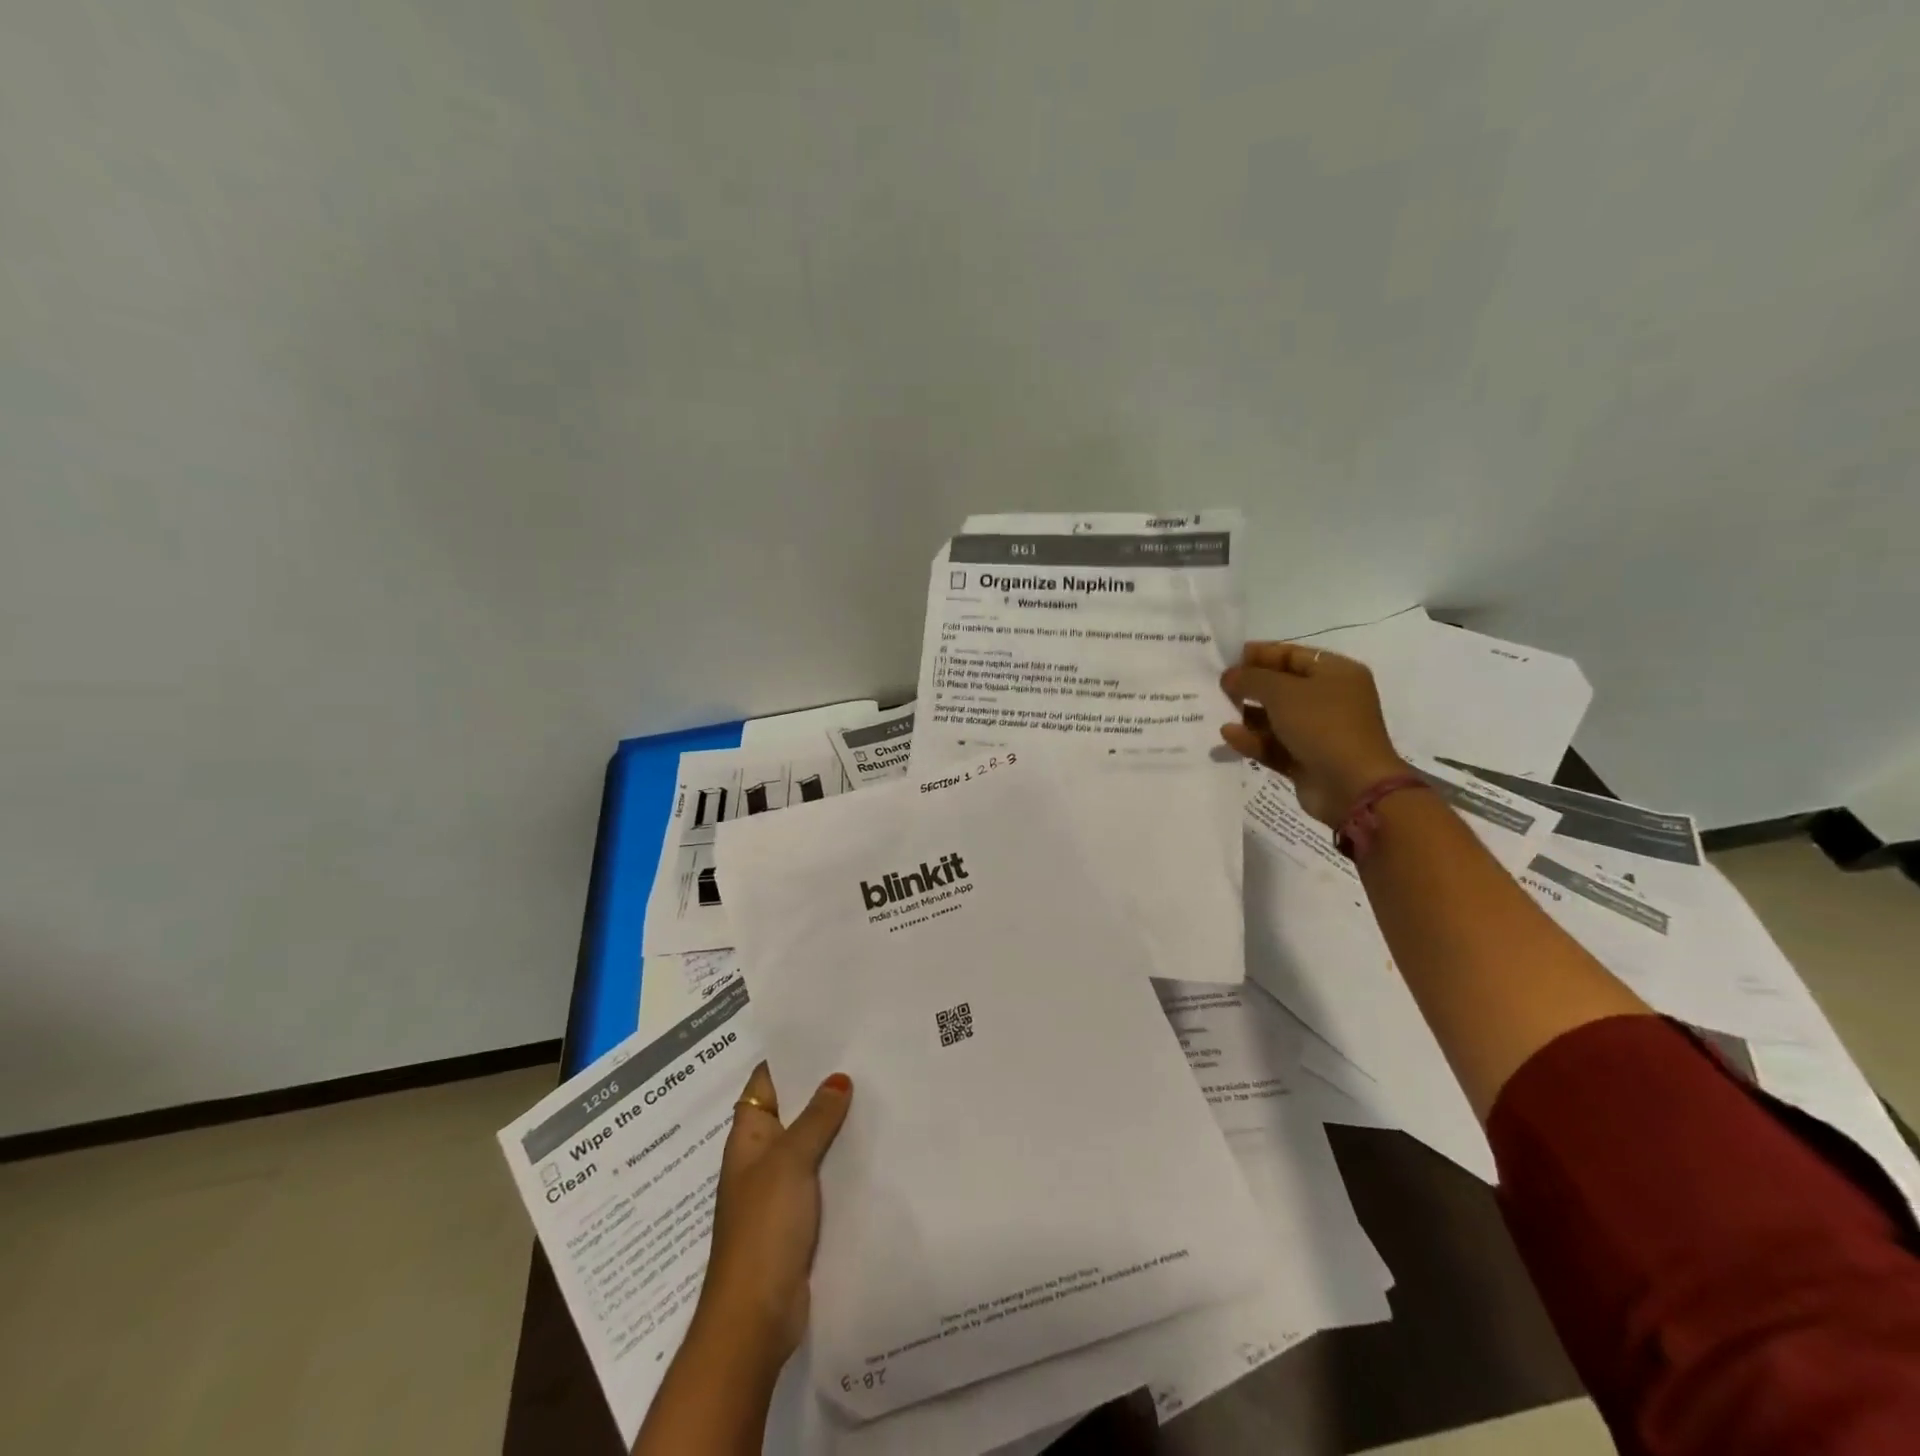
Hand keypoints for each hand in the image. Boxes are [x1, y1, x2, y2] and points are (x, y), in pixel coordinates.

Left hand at [693, 1062, 852, 1364]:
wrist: (756, 1316)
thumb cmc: (764, 1228)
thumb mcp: (790, 1161)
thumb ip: (815, 1118)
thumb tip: (838, 1078)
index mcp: (748, 1136)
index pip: (767, 1082)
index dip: (792, 1056)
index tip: (828, 1032)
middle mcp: (762, 1157)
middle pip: (793, 1110)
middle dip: (822, 1087)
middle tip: (865, 1056)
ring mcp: (780, 1188)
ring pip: (811, 1142)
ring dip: (836, 1124)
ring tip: (878, 1091)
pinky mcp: (800, 1216)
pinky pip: (823, 1174)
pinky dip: (842, 1159)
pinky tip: (875, 1145)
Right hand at [1220, 642, 1410, 826]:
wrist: (1352, 786)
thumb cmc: (1322, 725)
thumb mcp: (1282, 692)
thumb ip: (1251, 678)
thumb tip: (1230, 675)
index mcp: (1336, 673)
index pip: (1293, 655)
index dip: (1261, 654)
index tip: (1228, 658)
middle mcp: (1330, 699)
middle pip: (1282, 687)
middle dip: (1250, 686)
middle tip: (1219, 685)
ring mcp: (1318, 732)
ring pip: (1275, 718)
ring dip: (1247, 715)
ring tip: (1219, 710)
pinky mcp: (1306, 759)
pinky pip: (1274, 745)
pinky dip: (1252, 740)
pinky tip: (1229, 736)